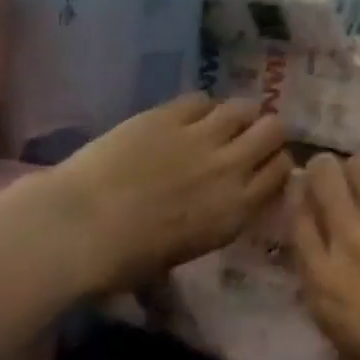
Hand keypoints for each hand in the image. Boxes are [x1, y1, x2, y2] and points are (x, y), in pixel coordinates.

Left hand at [0, 94, 289, 294]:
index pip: (282, 171)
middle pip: (274, 130)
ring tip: (220, 122)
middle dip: (266, 132)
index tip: (263, 166)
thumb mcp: (187, 250)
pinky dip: (200, 107)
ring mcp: (201, 136)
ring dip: (238, 114)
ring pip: (244, 107)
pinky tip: (186, 117)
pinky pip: (201, 99)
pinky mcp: (170, 114)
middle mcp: (230, 167)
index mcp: (236, 209)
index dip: (276, 164)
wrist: (78, 228)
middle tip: (248, 138)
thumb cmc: (124, 261)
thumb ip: (217, 218)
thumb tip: (222, 201)